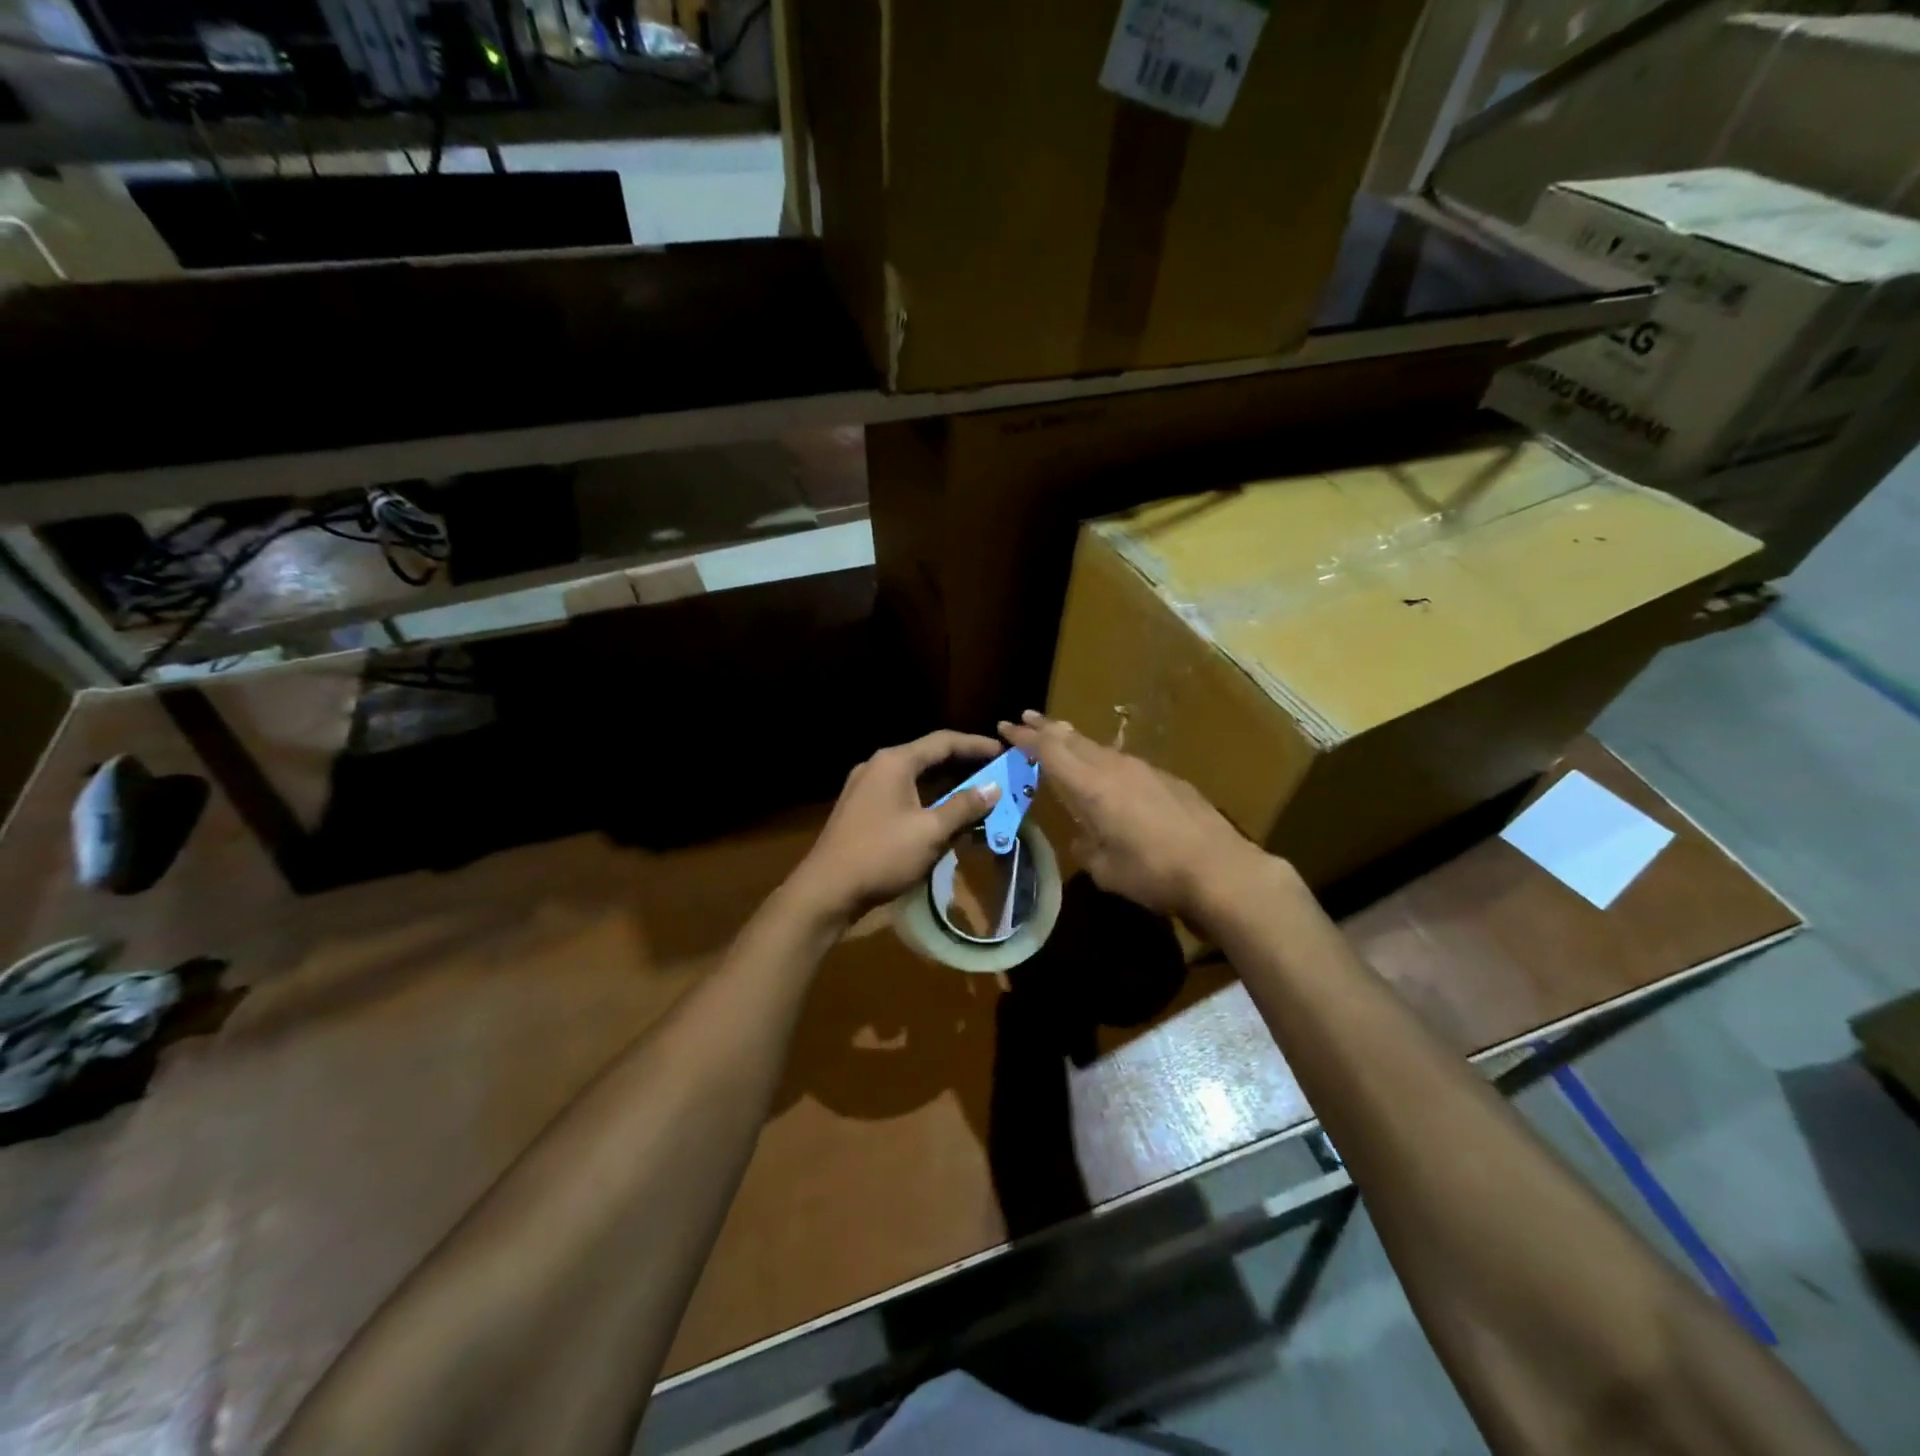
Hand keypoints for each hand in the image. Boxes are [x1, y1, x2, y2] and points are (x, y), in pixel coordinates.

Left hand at [786, 730, 1003, 925]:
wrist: (827, 890)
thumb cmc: (882, 854)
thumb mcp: (930, 831)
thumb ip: (964, 806)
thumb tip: (994, 787)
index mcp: (895, 762)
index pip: (943, 742)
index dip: (977, 745)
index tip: (1004, 752)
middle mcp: (878, 766)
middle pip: (929, 758)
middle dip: (964, 767)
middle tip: (996, 775)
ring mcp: (866, 788)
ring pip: (916, 779)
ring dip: (947, 788)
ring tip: (977, 797)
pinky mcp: (861, 810)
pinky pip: (903, 796)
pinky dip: (928, 801)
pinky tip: (945, 818)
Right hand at [998, 710, 1275, 919]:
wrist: (1220, 869)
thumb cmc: (1153, 873)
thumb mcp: (1105, 869)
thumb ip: (1087, 846)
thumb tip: (1086, 836)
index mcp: (1091, 788)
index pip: (1049, 752)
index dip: (1025, 738)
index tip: (1006, 726)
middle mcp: (1115, 769)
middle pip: (1073, 739)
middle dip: (1047, 728)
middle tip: (1027, 719)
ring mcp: (1146, 771)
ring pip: (1101, 749)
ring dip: (1077, 744)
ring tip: (1063, 742)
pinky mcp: (1170, 780)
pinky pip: (1126, 764)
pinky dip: (1107, 763)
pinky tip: (1111, 776)